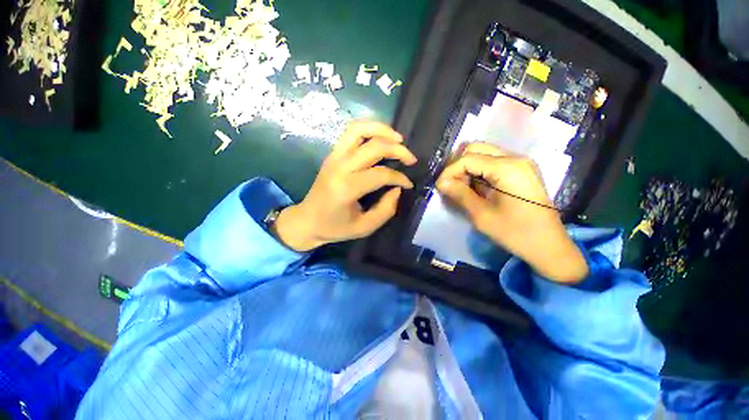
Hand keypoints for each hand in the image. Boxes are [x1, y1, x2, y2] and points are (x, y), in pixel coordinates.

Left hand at [272, 121, 416, 251]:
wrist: (307, 220)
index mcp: (346, 188)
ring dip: (382, 129)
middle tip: (411, 159)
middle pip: (374, 146)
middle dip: (398, 150)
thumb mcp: (364, 227)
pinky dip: (369, 130)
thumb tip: (397, 189)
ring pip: (359, 129)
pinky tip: (381, 138)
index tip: (408, 184)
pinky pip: (351, 132)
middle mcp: (340, 167)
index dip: (399, 178)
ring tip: (398, 138)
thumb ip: (386, 210)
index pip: (381, 174)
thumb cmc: (335, 227)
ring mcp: (334, 157)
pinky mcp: (332, 154)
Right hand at [436, 142, 587, 282]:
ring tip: (461, 186)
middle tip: (450, 184)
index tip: (440, 187)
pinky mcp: (521, 170)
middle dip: (458, 164)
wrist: (548, 246)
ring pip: (484, 153)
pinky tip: (475, 186)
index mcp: (508, 168)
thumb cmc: (515, 233)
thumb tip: (441, 182)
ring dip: (467, 167)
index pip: (468, 158)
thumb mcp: (482, 215)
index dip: (449, 171)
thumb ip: (460, 194)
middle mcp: (515, 158)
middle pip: (476, 148)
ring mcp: (521, 163)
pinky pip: (493, 161)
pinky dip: (478, 170)